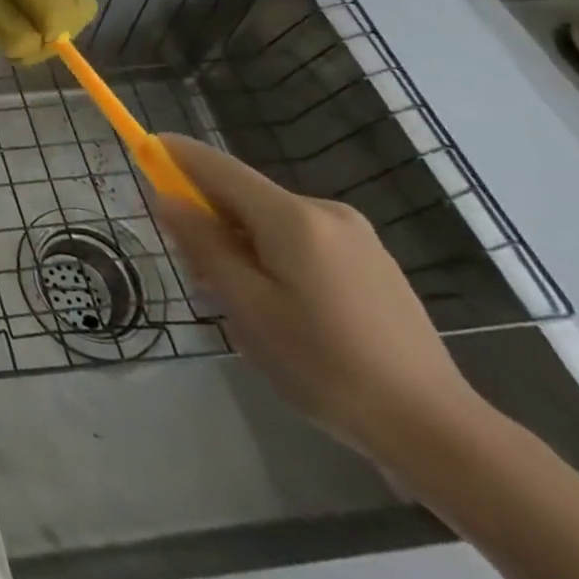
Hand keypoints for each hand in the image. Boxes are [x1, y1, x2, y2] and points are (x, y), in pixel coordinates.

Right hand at [153, 134, 484, 462]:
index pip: (216, 166)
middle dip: (208, 218)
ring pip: (270, 221)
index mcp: (291, 217)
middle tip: (197, 275)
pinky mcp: (372, 262)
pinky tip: (286, 310)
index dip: (174, 154)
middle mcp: (323, 211)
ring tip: (246, 306)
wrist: (437, 431)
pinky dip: (273, 256)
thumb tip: (167, 198)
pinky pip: (301, 240)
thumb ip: (203, 244)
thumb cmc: (325, 365)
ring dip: (241, 243)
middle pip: (242, 195)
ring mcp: (355, 236)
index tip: (141, 148)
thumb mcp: (247, 306)